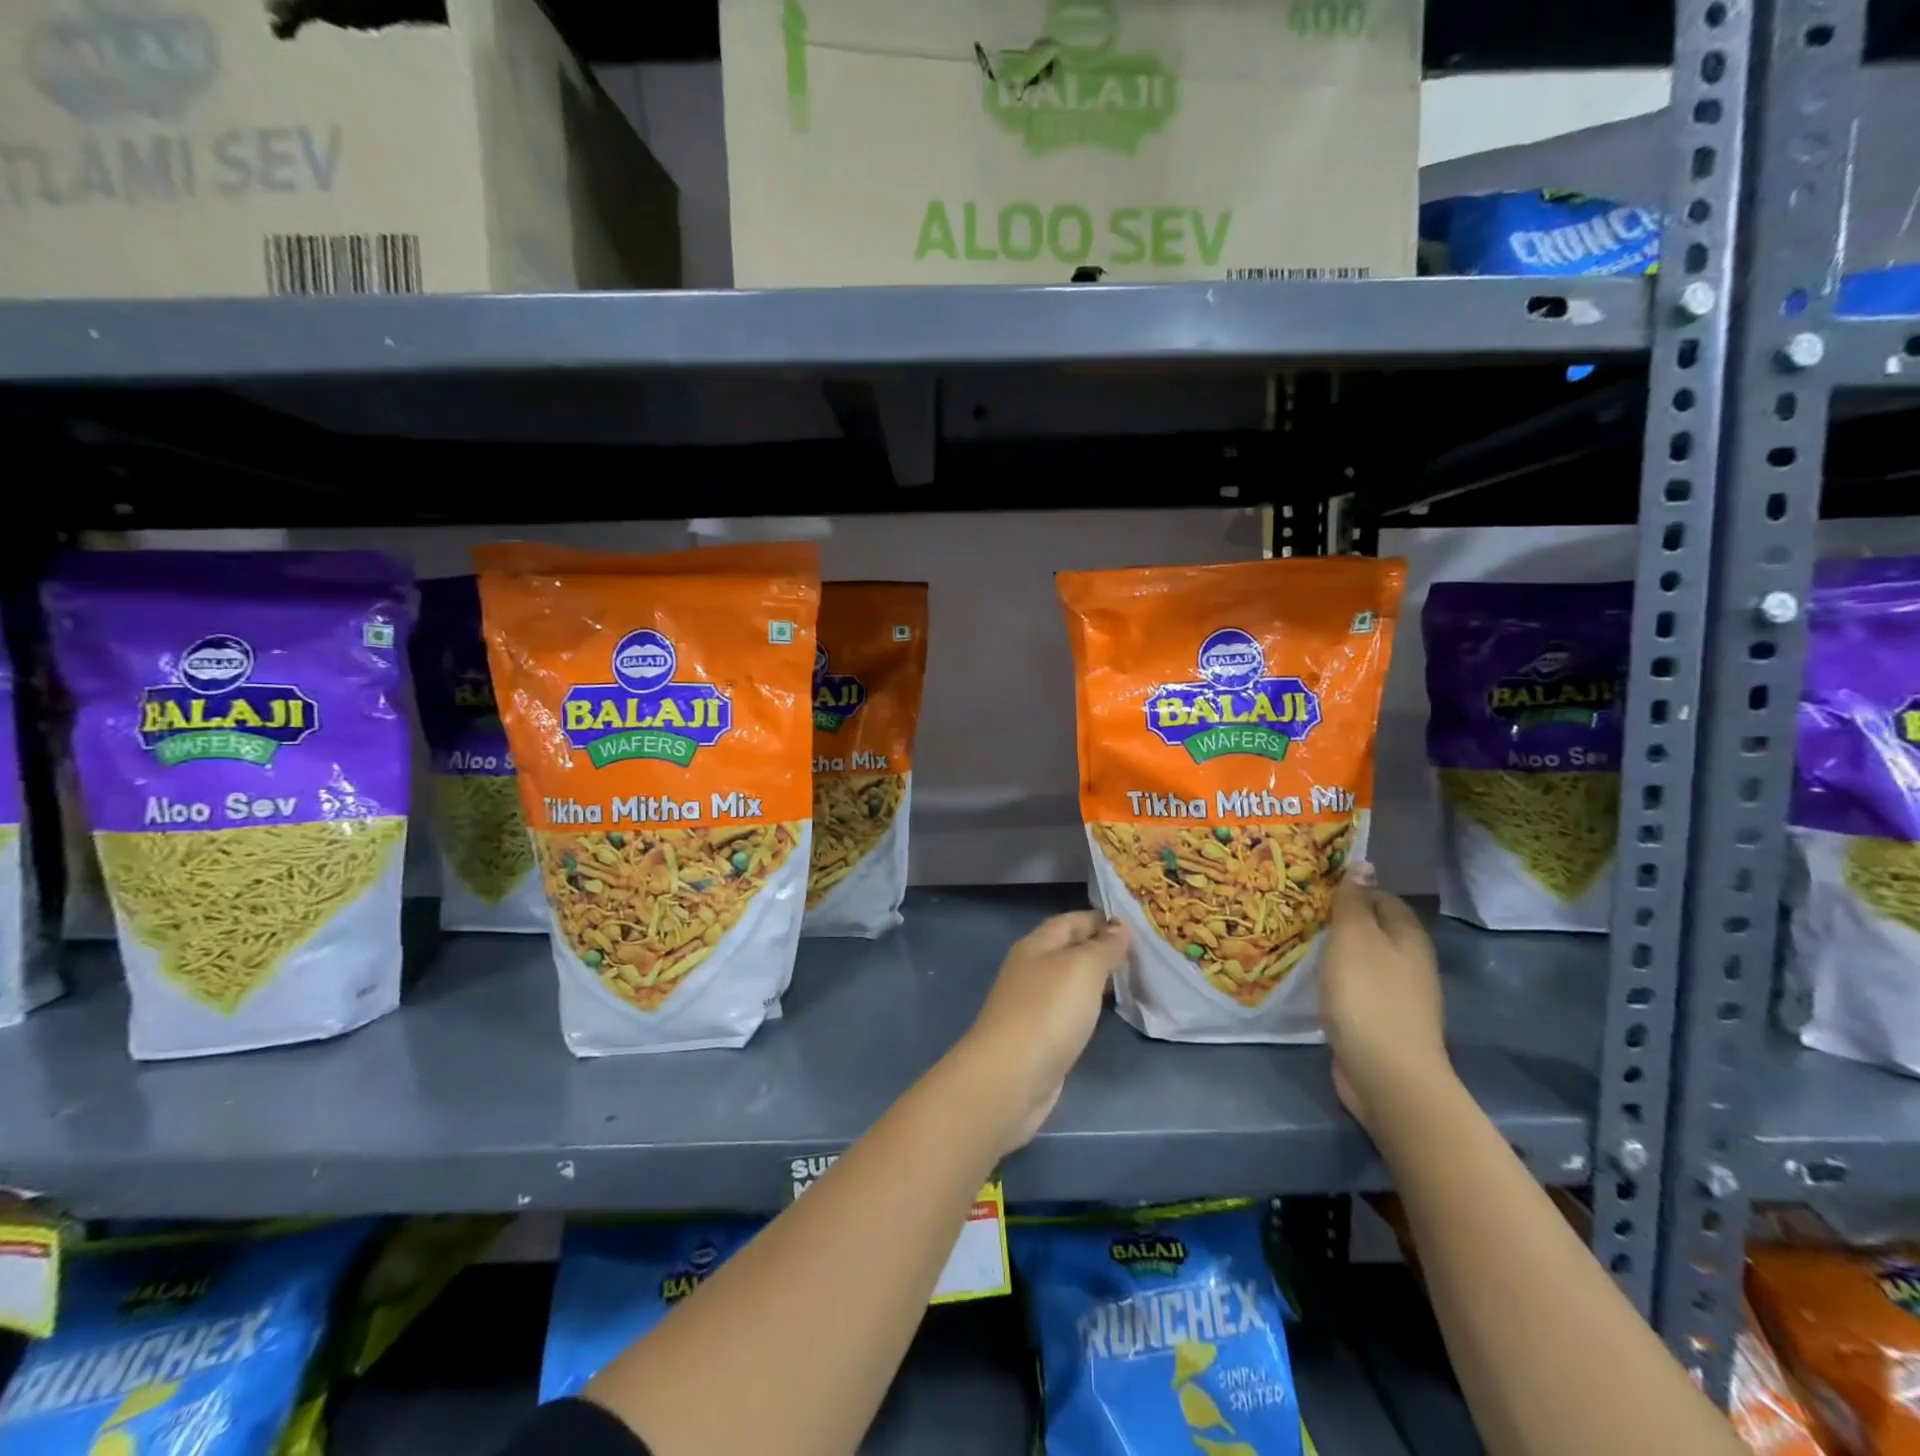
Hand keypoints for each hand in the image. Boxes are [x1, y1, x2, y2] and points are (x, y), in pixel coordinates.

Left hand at [956, 910, 1129, 1152]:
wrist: (1010, 1078)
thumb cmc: (1047, 1012)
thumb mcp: (1082, 969)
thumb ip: (1103, 946)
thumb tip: (1119, 926)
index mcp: (1037, 945)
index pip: (1071, 920)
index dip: (1100, 919)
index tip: (1136, 923)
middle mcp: (1032, 969)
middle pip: (1070, 949)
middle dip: (1103, 948)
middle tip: (1144, 952)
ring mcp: (1034, 1004)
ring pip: (1072, 981)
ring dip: (1099, 979)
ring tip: (1136, 978)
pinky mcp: (1041, 1036)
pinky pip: (1071, 1010)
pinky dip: (1091, 1006)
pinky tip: (1111, 1012)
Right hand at [1319, 863, 1450, 1136]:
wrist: (1386, 1074)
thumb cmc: (1368, 995)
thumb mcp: (1354, 937)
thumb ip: (1354, 901)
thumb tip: (1363, 865)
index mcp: (1408, 936)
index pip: (1382, 897)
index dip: (1351, 889)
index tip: (1313, 887)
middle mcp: (1409, 962)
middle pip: (1373, 929)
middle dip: (1340, 920)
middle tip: (1298, 913)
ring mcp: (1398, 995)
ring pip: (1363, 959)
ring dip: (1335, 952)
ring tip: (1299, 942)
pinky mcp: (1381, 1021)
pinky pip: (1356, 988)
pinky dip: (1336, 981)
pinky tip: (1313, 982)